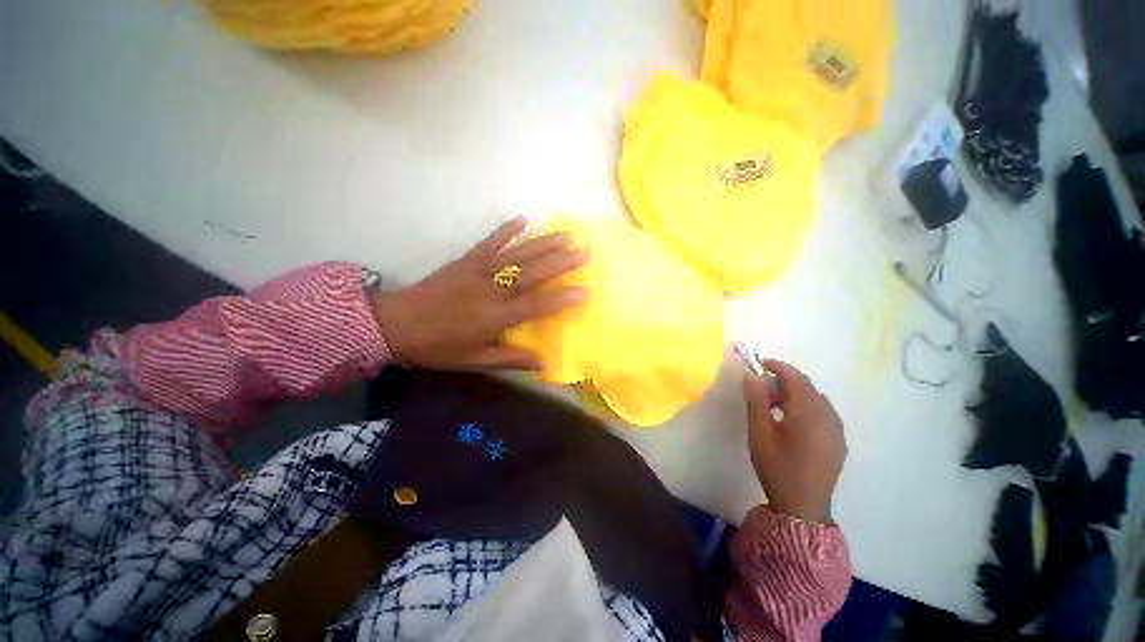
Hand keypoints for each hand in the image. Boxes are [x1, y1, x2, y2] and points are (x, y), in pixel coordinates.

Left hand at [371, 217, 589, 370]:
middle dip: (561, 262)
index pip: (536, 305)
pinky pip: (488, 243)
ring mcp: (478, 271)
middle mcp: (492, 291)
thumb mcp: (474, 361)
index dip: (562, 298)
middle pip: (532, 274)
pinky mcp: (464, 261)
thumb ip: (510, 359)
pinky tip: (521, 219)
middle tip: (585, 251)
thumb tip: (543, 363)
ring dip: (542, 244)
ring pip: (516, 256)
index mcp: (495, 317)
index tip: (585, 289)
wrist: (396, 324)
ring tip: (566, 235)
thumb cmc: (438, 347)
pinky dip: (505, 231)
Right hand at [742, 359, 846, 523]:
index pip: (795, 378)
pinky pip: (822, 413)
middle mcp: (828, 416)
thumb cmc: (777, 466)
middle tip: (761, 388)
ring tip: (773, 404)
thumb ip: (756, 401)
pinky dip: (806, 406)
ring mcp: (837, 430)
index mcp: (809, 413)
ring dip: (795, 394)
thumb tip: (751, 375)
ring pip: (816, 399)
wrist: (802, 505)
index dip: (778, 367)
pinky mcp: (838, 441)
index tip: (760, 363)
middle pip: (807, 387)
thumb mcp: (759, 432)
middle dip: (784, 381)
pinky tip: (791, 420)